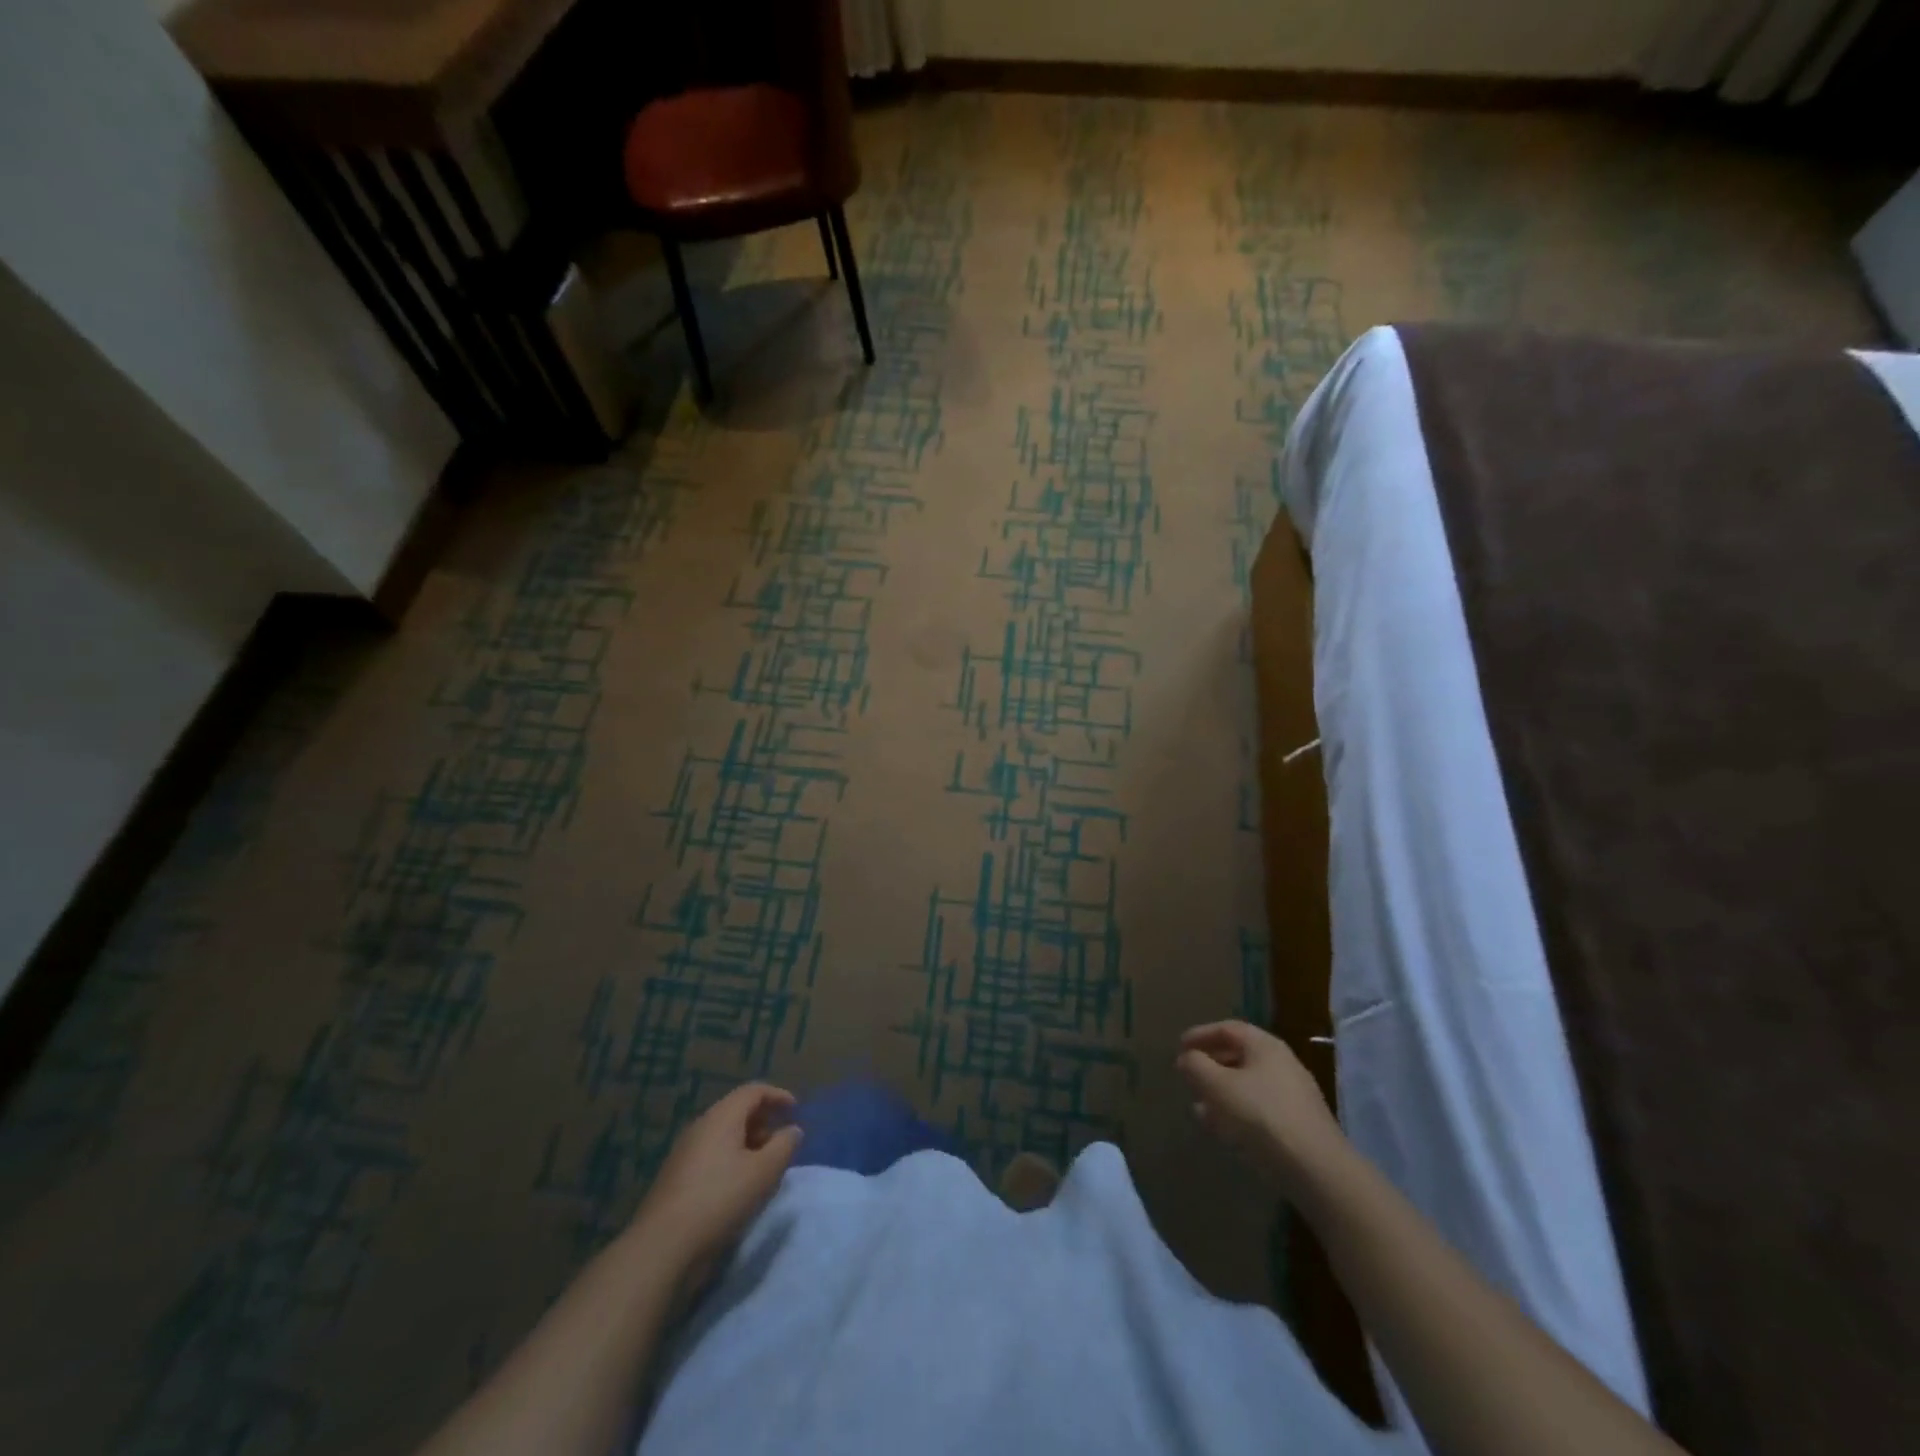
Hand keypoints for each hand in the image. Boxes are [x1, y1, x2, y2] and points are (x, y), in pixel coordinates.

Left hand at [631, 1084, 802, 1273]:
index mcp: (721, 1117)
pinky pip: (712, 1154)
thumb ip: (784, 1146)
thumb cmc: (720, 1199)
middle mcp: (701, 1126)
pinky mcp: (677, 1177)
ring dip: (748, 1142)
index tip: (796, 1110)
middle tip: (782, 1141)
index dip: (778, 1096)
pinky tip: (739, 1186)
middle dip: (764, 1121)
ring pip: (724, 1135)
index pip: (753, 1091)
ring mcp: (685, 1152)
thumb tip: (793, 1130)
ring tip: (765, 1166)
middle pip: (737, 1111)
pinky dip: (731, 1159)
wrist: (662, 1247)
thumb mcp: (764, 1172)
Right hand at [1177, 1021, 1345, 1193]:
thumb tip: (1187, 1058)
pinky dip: (1237, 1113)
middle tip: (1189, 1076)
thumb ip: (1196, 1066)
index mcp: (1265, 1046)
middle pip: (1239, 1056)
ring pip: (1248, 1085)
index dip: (1201, 1034)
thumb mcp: (1218, 1086)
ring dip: (1221, 1093)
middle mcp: (1282, 1064)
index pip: (1228, 1029)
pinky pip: (1259, 1109)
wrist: (1318, 1171)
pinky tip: (1224, 1130)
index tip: (1179, 1046)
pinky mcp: (1298, 1125)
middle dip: (1210, 1065)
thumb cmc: (1262, 1117)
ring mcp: (1293, 1096)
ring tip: (1199, 1108)